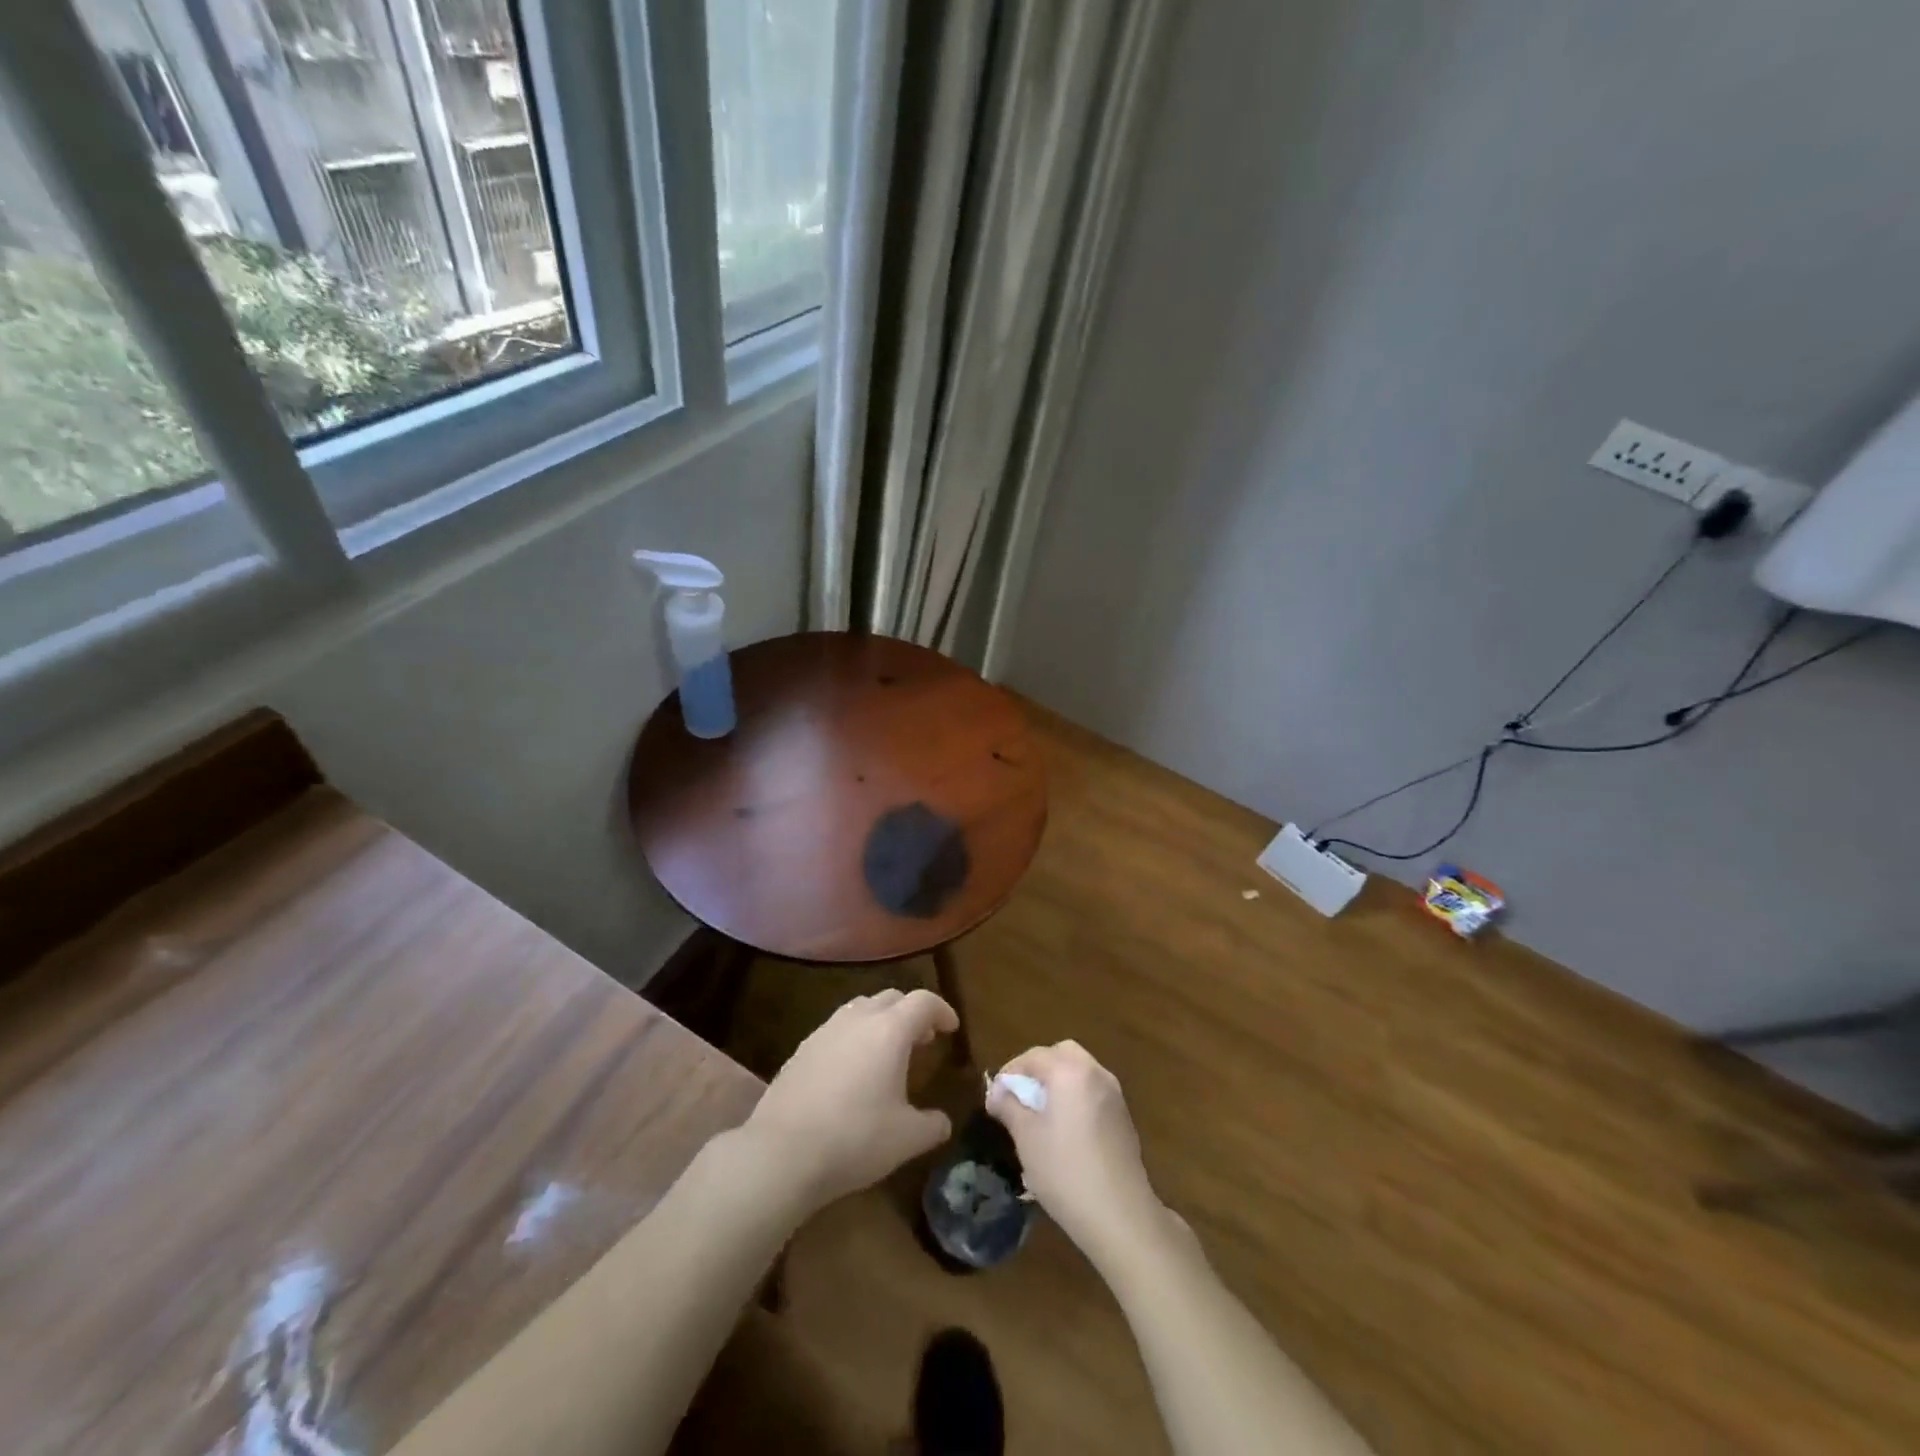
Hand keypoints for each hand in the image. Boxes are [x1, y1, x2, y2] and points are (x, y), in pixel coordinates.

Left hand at [744, 988, 956, 1215]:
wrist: (781, 1152)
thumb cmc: (855, 1138)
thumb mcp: (906, 1139)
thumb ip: (932, 1125)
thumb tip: (942, 1121)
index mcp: (890, 1030)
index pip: (923, 1002)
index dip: (941, 1010)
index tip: (951, 1028)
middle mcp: (858, 1019)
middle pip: (891, 997)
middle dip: (911, 1013)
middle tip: (923, 1040)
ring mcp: (825, 1031)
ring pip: (861, 1009)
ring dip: (881, 1022)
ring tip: (887, 1053)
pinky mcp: (801, 1049)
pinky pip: (837, 1030)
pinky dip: (854, 1038)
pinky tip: (852, 1071)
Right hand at [986, 1041, 1174, 1270]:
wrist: (1121, 1216)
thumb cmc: (1065, 1171)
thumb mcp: (1026, 1138)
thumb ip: (1009, 1106)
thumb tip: (996, 1092)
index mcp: (1071, 1071)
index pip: (1034, 1056)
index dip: (1010, 1072)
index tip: (995, 1095)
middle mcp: (1096, 1073)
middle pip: (1062, 1055)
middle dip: (1038, 1069)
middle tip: (1020, 1096)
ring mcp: (1114, 1095)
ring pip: (1080, 1073)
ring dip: (1058, 1082)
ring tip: (1039, 1114)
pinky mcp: (1123, 1118)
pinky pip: (1093, 1093)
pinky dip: (1075, 1097)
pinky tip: (1065, 1131)